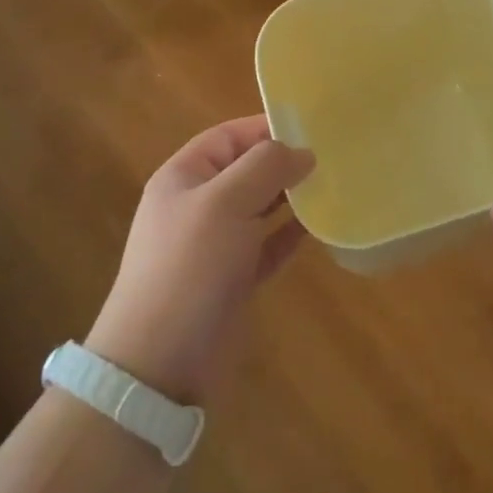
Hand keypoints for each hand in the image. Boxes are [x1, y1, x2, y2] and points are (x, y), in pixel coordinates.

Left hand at [86, 117, 311, 405]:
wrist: (159, 365)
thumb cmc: (189, 267)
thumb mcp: (225, 202)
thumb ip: (266, 167)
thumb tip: (303, 152)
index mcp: (184, 177)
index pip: (229, 136)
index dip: (267, 128)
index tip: (312, 127)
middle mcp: (197, 205)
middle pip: (246, 170)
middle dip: (284, 162)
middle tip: (332, 157)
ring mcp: (214, 245)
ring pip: (259, 208)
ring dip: (291, 197)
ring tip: (333, 185)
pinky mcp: (231, 280)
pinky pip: (266, 246)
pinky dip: (289, 235)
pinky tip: (318, 227)